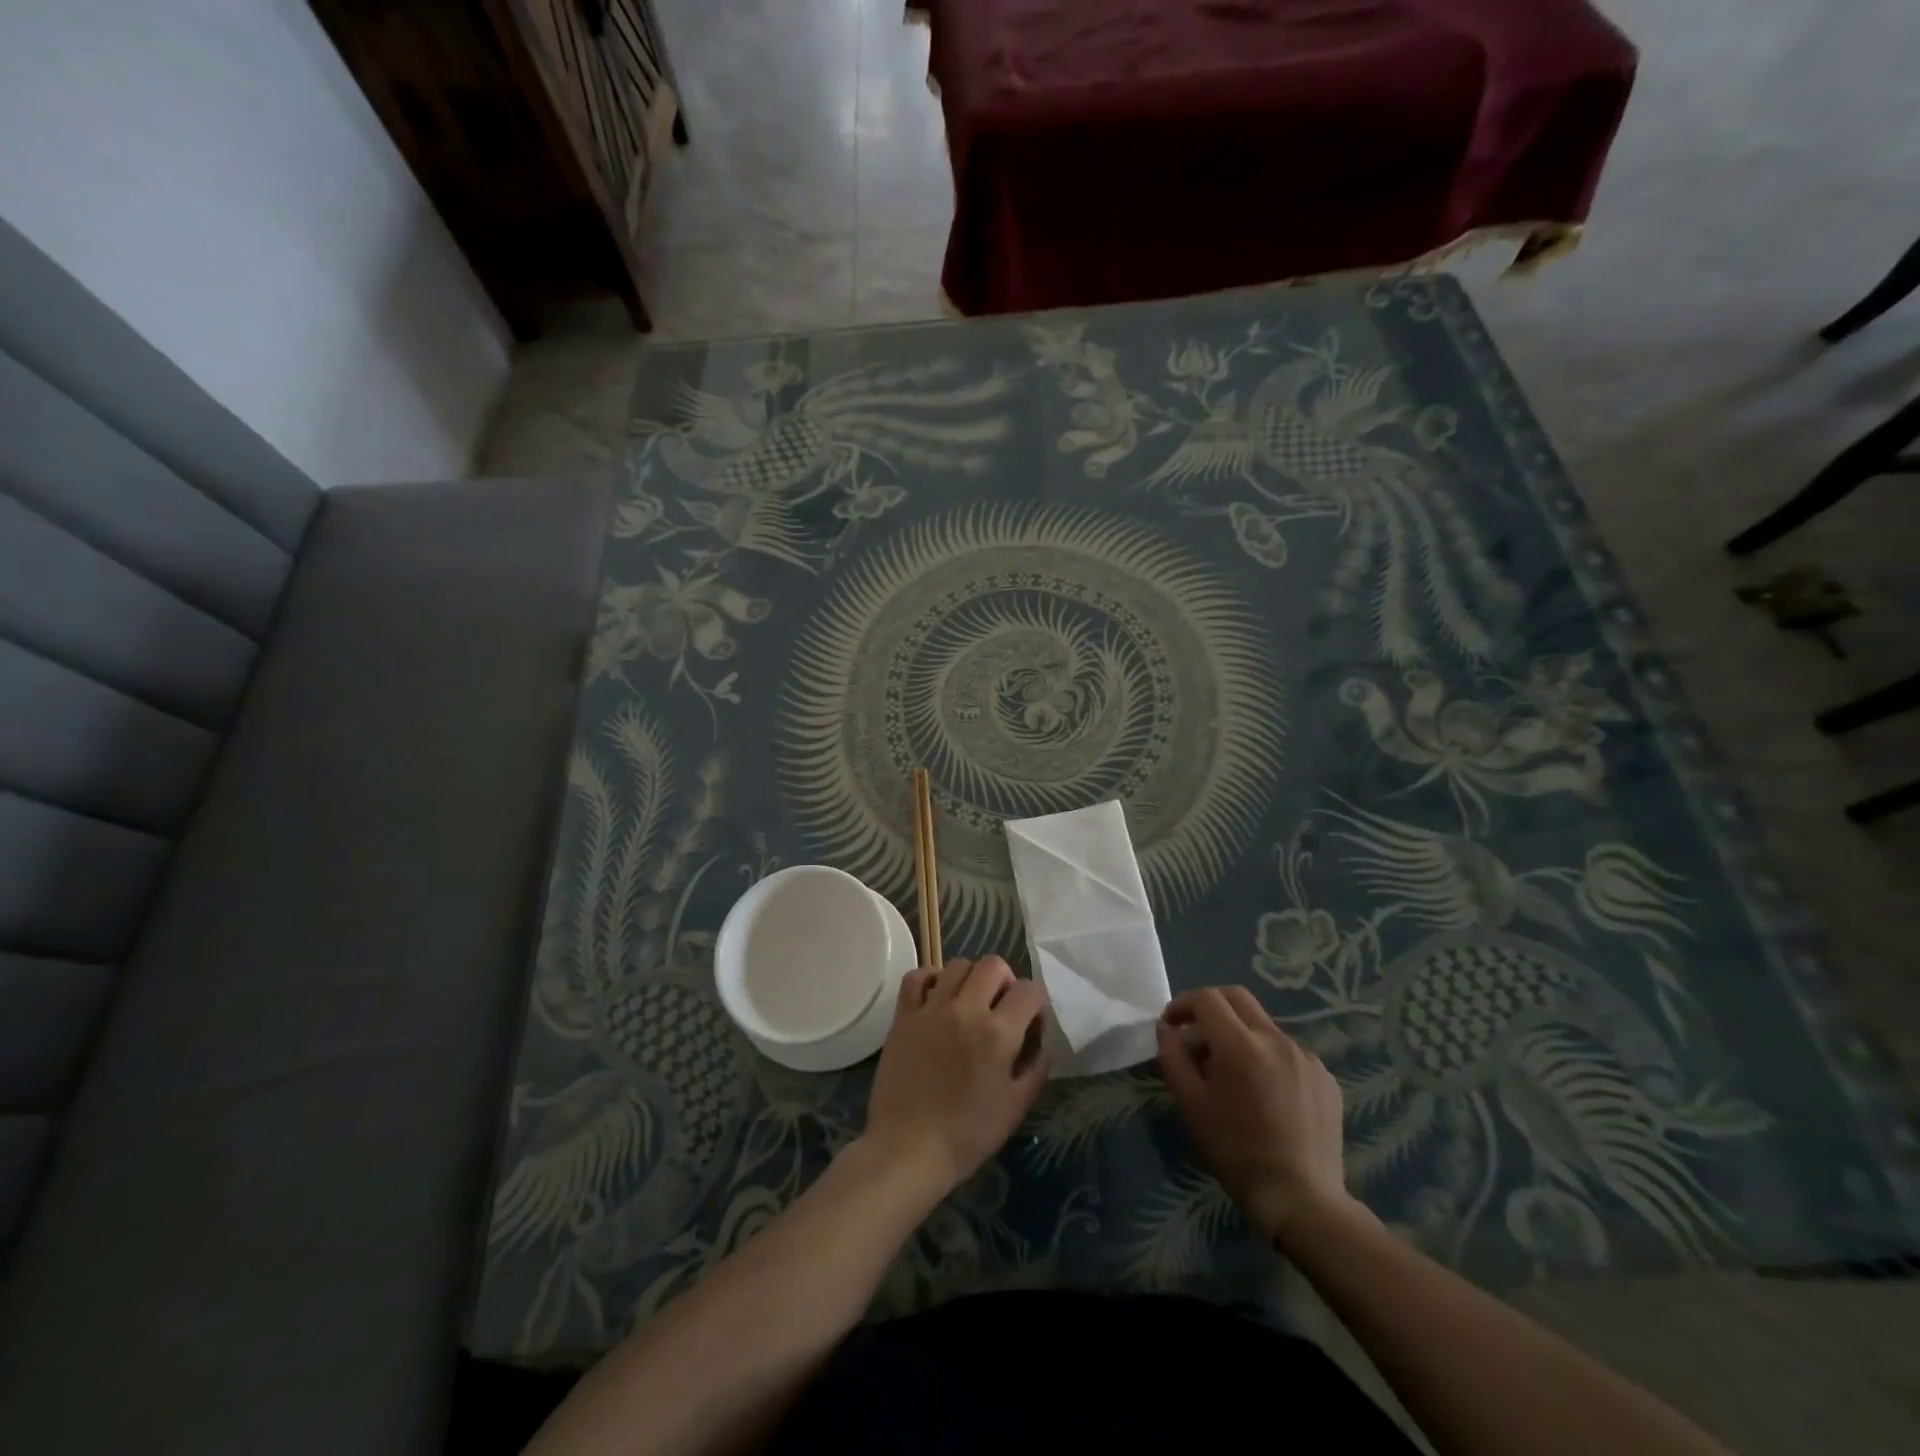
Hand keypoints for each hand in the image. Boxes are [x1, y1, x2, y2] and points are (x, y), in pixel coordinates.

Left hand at [862, 956, 1048, 1196]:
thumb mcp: (1016, 1107)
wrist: (908, 1149)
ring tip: (970, 1002)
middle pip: (994, 965)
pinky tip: (937, 996)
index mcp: (999, 1033)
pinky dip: (931, 978)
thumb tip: (1040, 1042)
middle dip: (1006, 981)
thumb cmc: (968, 1135)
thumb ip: (1035, 1068)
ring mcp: (932, 1009)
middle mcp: (966, 1010)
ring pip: (958, 964)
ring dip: (971, 978)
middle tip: (1001, 1007)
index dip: (1036, 1003)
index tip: (1030, 1023)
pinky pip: (917, 977)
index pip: (1030, 990)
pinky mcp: (904, 1016)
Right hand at [1156, 986, 1359, 1245]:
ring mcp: (1306, 1057)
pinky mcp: (1325, 1077)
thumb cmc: (1237, 1153)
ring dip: (1239, 1033)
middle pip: (1237, 998)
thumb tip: (1167, 1029)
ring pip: (1263, 1025)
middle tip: (1195, 1034)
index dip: (1183, 1004)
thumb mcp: (1192, 1106)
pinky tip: (1263, 1091)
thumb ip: (1174, 1058)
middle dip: (1210, 1006)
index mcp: (1240, 1045)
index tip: (1171, 1025)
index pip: (1206, 999)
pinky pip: (1288, 1051)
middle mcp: (1276, 1039)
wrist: (1303, 1200)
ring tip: (1230, 1071)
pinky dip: (1267, 1056)